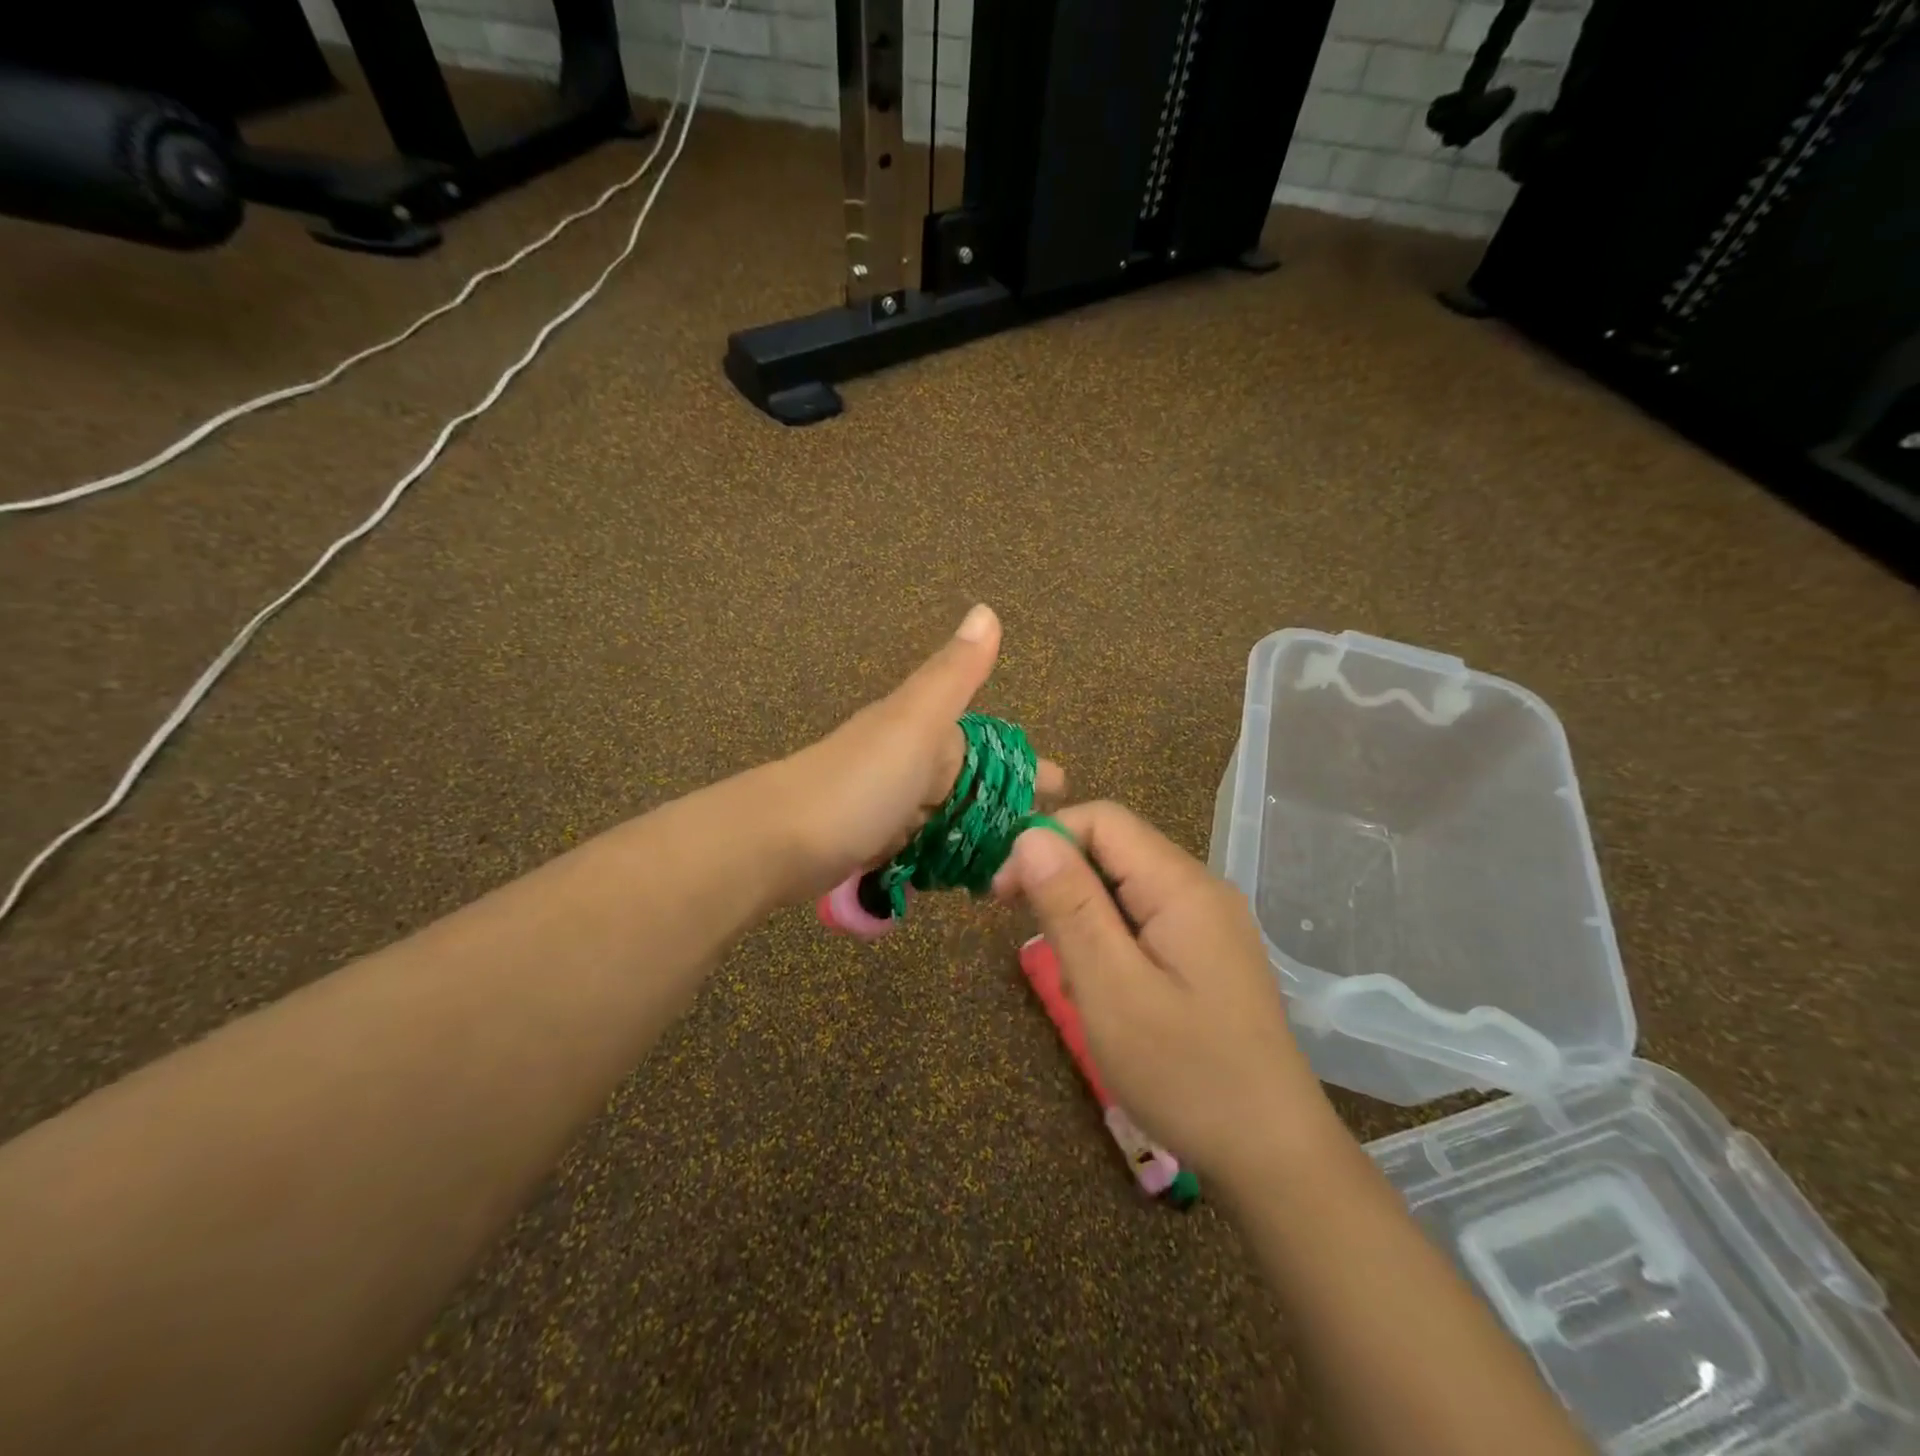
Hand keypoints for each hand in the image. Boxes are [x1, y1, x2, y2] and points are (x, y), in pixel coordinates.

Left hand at [778, 604, 1064, 899]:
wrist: (778, 839)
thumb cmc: (860, 782)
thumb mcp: (915, 721)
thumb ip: (955, 674)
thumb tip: (987, 609)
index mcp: (926, 733)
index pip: (990, 748)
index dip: (1027, 766)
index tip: (1063, 788)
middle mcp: (909, 764)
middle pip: (971, 785)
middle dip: (1008, 806)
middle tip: (1043, 839)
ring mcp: (889, 805)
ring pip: (947, 818)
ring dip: (978, 836)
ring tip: (1012, 867)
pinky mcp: (872, 843)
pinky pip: (921, 846)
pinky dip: (944, 857)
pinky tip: (961, 878)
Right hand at [992, 801, 1337, 1192]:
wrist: (1275, 1157)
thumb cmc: (1186, 1074)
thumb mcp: (1112, 990)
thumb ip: (1070, 906)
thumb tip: (1030, 834)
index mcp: (1181, 886)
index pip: (1101, 820)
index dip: (1045, 841)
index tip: (1004, 895)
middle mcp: (1200, 889)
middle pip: (1114, 849)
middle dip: (1061, 881)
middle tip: (1032, 941)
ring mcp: (1209, 922)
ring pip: (1125, 887)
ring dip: (1083, 917)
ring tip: (1071, 979)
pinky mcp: (1208, 953)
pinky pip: (1145, 921)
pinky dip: (1110, 941)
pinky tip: (1105, 991)